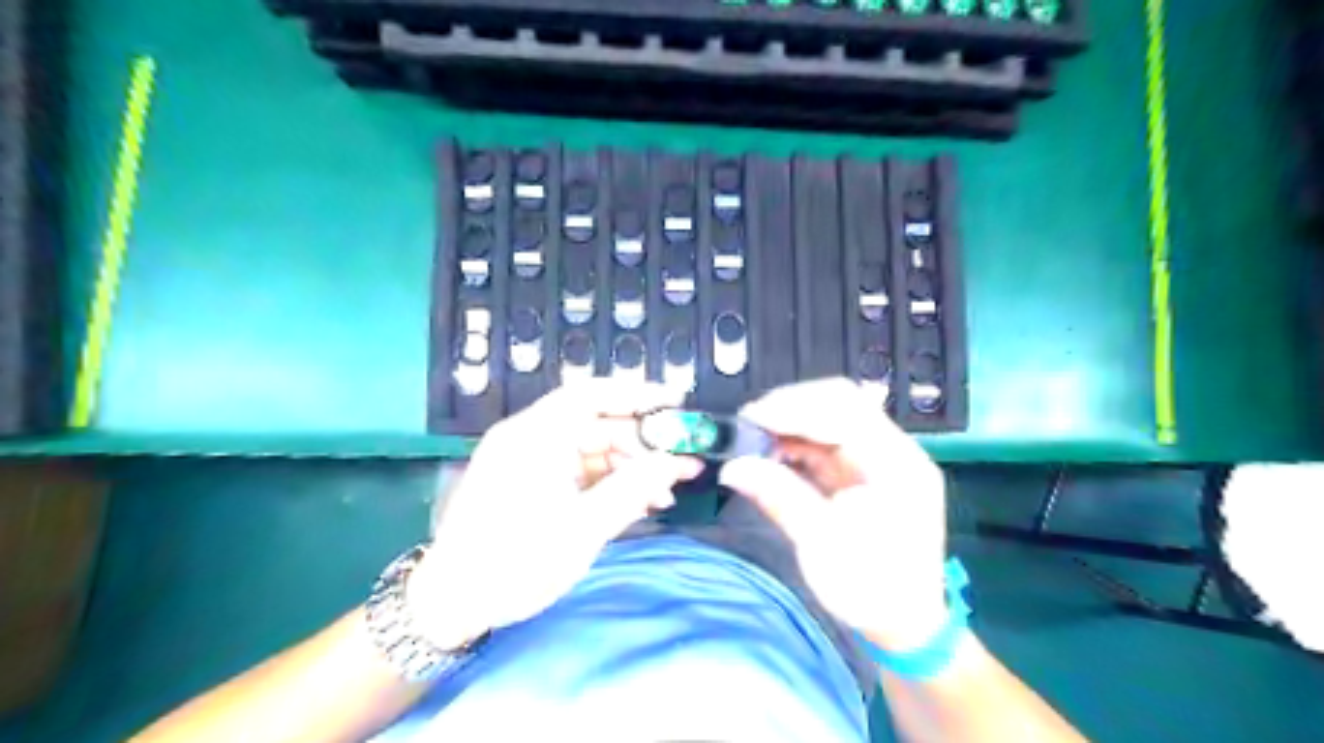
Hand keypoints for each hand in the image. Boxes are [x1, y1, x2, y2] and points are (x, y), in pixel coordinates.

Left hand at [406, 379, 702, 645]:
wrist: (450, 604)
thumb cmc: (515, 562)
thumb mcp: (583, 528)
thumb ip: (634, 489)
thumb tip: (678, 463)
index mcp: (535, 436)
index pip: (592, 395)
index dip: (638, 395)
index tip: (677, 406)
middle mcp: (529, 437)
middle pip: (596, 424)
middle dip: (642, 444)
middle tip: (682, 466)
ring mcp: (527, 459)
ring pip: (591, 449)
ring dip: (628, 468)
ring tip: (663, 496)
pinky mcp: (528, 481)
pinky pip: (577, 469)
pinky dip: (606, 483)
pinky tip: (635, 504)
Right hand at [719, 376, 946, 649]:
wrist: (905, 625)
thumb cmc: (871, 591)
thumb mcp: (822, 545)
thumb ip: (779, 497)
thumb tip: (732, 467)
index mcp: (896, 465)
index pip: (845, 410)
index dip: (795, 408)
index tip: (751, 419)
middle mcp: (893, 452)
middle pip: (841, 403)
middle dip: (791, 407)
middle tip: (749, 424)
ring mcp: (879, 459)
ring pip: (831, 418)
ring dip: (790, 423)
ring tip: (753, 439)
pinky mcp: (863, 471)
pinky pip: (826, 442)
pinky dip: (796, 442)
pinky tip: (771, 453)